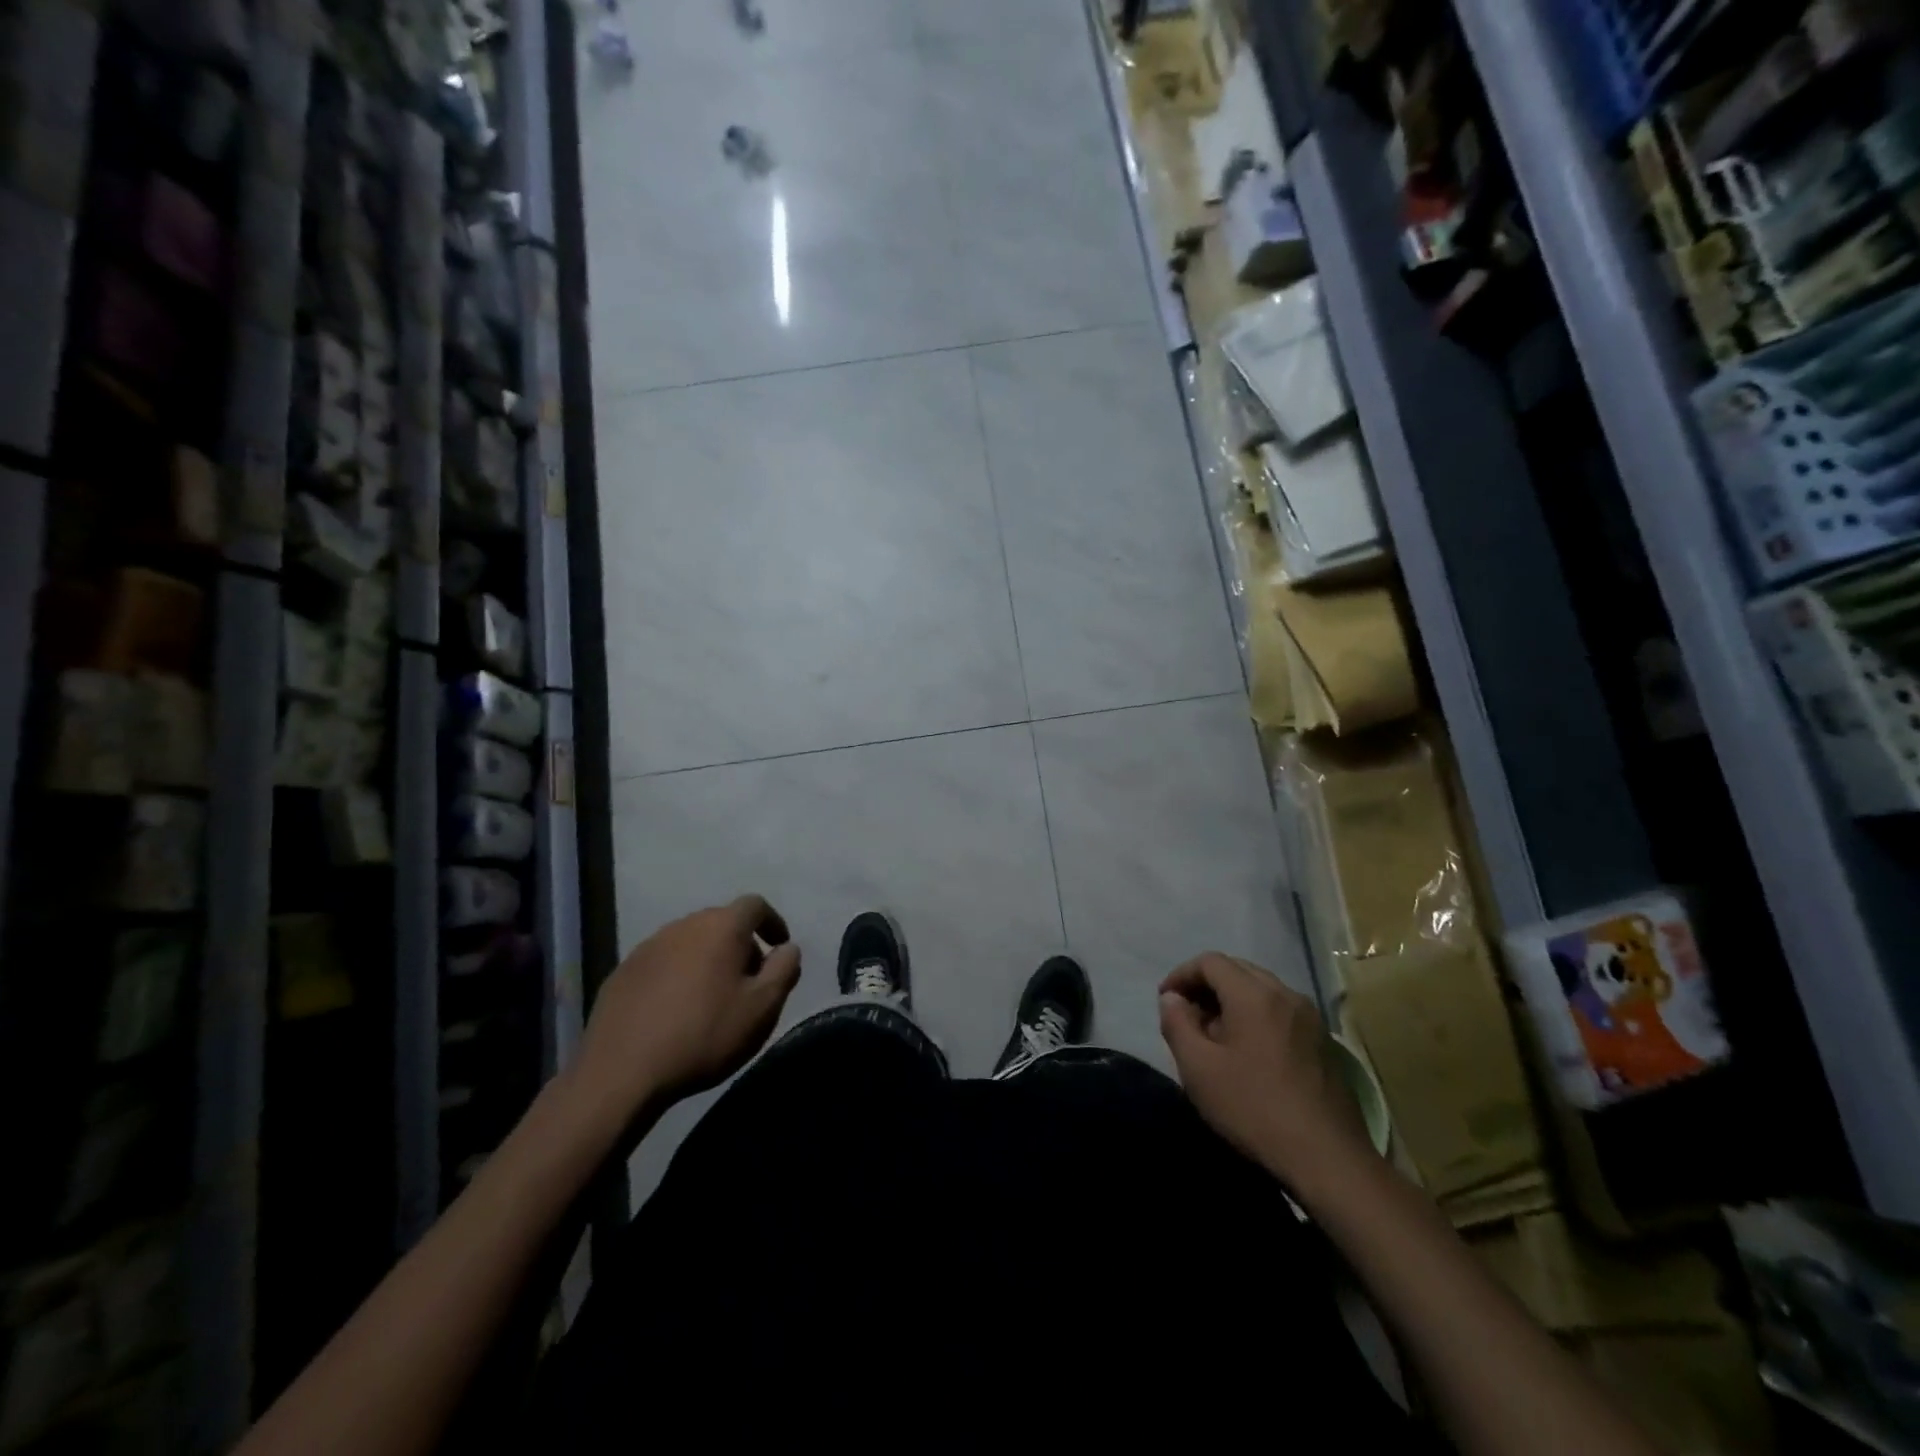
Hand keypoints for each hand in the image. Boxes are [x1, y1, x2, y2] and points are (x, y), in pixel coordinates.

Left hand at [570, 895, 801, 1126]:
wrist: (622, 1072)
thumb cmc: (704, 1035)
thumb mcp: (762, 1008)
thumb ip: (784, 970)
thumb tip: (788, 948)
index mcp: (721, 927)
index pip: (755, 905)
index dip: (772, 922)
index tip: (780, 948)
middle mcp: (684, 925)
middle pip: (721, 922)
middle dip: (741, 944)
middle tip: (749, 980)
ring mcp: (649, 946)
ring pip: (690, 941)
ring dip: (707, 959)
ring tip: (712, 997)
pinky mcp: (623, 971)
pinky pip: (663, 962)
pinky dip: (678, 975)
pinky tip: (676, 1009)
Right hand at [1159, 953, 1373, 1188]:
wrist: (1329, 1159)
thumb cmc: (1254, 1108)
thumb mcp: (1198, 1068)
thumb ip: (1177, 1023)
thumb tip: (1172, 998)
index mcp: (1254, 995)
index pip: (1210, 962)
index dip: (1182, 974)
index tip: (1166, 1001)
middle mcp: (1286, 995)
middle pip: (1238, 970)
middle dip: (1207, 985)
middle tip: (1187, 1016)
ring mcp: (1310, 1018)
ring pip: (1261, 990)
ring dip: (1232, 1001)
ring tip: (1214, 1036)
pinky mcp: (1323, 1042)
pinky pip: (1280, 1011)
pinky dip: (1256, 1016)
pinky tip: (1248, 1053)